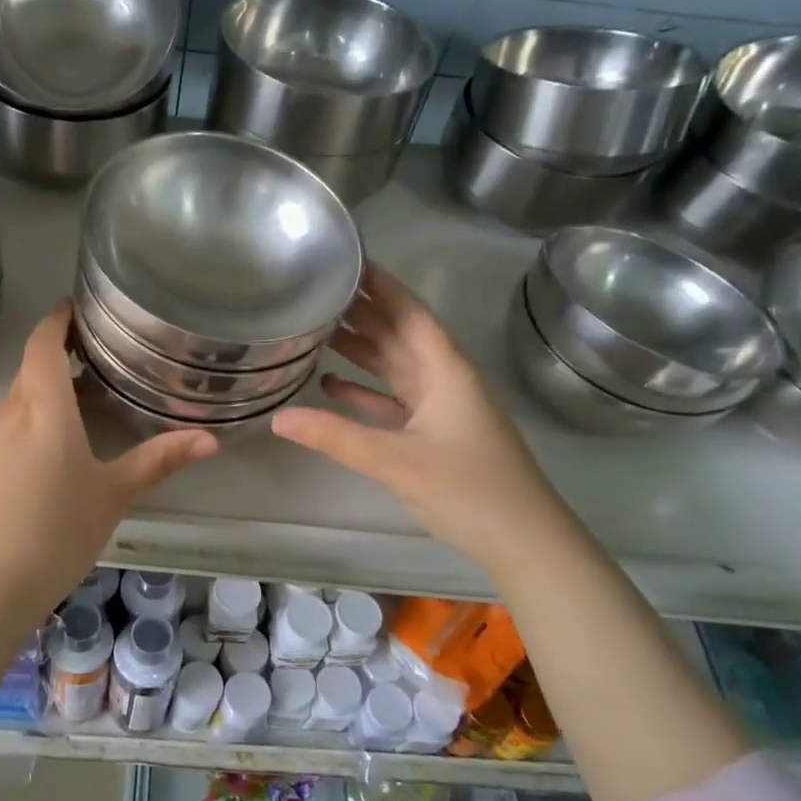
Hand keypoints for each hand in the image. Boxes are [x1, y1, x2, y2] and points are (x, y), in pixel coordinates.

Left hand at [0, 302, 216, 619]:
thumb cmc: (61, 532)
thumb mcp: (115, 494)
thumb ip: (160, 460)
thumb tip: (211, 438)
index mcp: (45, 411)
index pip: (42, 346)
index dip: (56, 321)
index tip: (73, 308)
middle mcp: (7, 417)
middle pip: (29, 374)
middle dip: (55, 360)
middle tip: (89, 364)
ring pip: (12, 407)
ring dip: (39, 400)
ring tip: (71, 417)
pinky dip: (20, 434)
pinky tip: (37, 469)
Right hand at [271, 263, 561, 564]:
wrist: (524, 541)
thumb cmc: (468, 490)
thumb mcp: (395, 461)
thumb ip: (334, 436)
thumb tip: (276, 418)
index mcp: (445, 369)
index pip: (408, 312)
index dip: (378, 284)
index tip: (345, 259)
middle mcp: (444, 378)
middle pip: (399, 333)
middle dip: (362, 311)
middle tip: (316, 289)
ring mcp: (441, 406)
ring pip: (395, 365)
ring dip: (361, 347)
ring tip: (316, 327)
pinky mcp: (435, 432)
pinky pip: (394, 399)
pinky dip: (366, 390)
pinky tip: (332, 383)